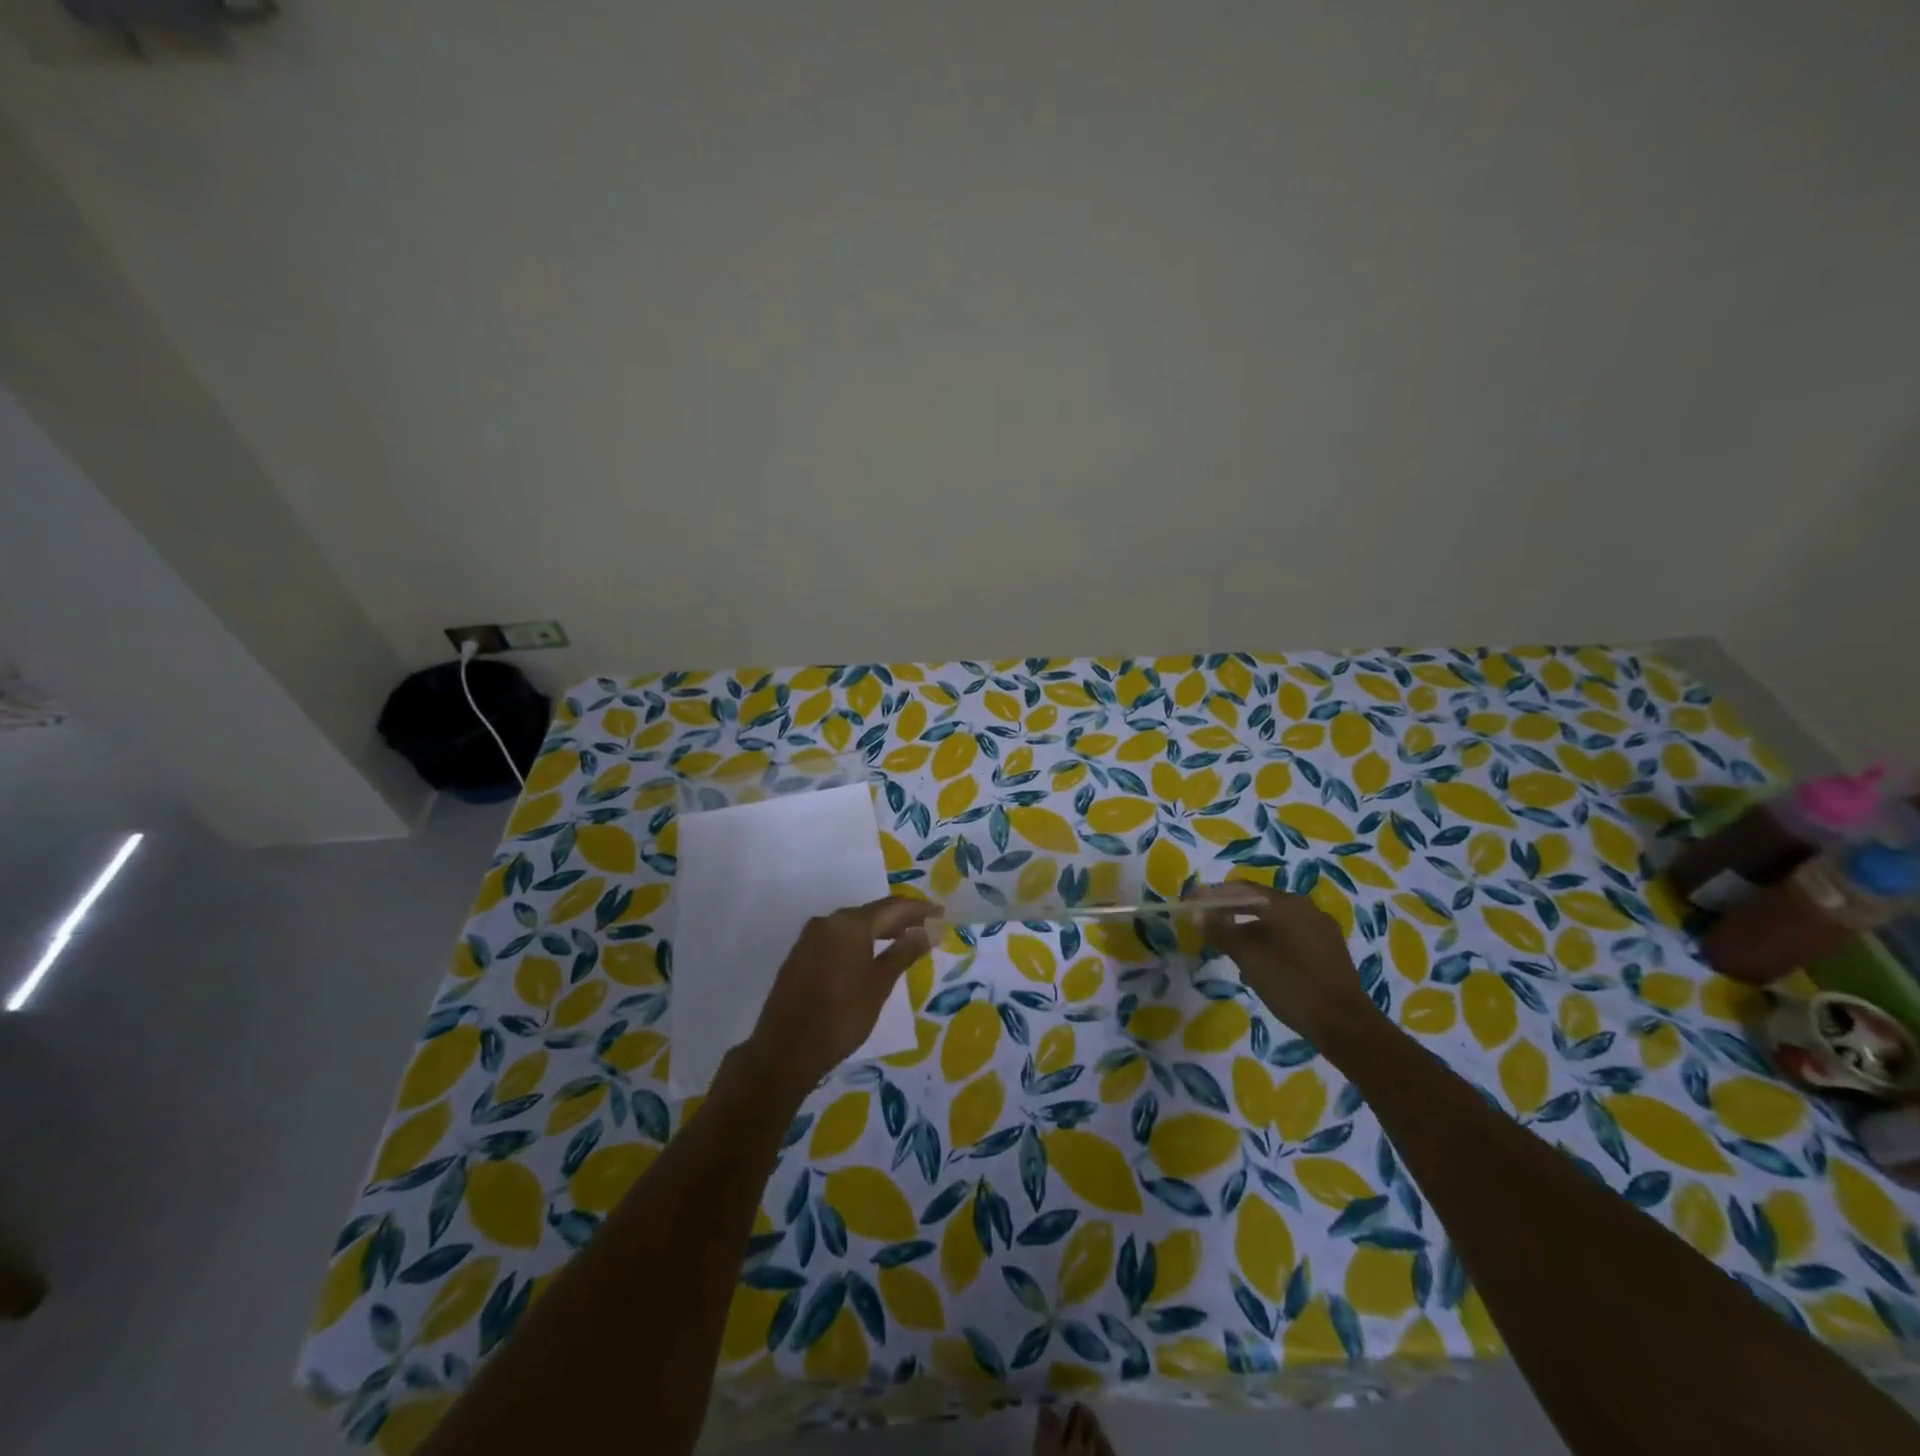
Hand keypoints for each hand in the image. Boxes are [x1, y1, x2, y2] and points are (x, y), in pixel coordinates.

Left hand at [742, 897, 934, 1093]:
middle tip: (926, 928)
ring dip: (878, 930)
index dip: (919, 910)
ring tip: (902, 942)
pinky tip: (869, 957)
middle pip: (872, 913)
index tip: (941, 914)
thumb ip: (905, 952)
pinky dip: (857, 942)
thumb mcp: (879, 985)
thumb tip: (930, 930)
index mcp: (850, 924)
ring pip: (852, 925)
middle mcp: (828, 921)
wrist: (785, 1051)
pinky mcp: (799, 955)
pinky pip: (836, 939)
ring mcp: (809, 937)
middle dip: (900, 919)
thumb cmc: (841, 1017)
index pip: (893, 907)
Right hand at [1192, 884, 1379, 1041]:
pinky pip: (1291, 937)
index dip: (1212, 895)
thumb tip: (1198, 913)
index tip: (1190, 903)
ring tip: (1231, 952)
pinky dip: (1270, 944)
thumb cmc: (1291, 984)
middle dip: (1231, 914)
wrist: (1345, 1024)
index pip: (1242, 889)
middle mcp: (1307, 909)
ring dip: (1250, 932)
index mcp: (1287, 904)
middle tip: (1208, 927)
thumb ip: (1221, 931)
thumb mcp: (1248, 957)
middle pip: (1260, 904)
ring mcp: (1322, 930)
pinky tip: (1261, 966)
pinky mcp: (1330, 951)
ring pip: (1275, 922)